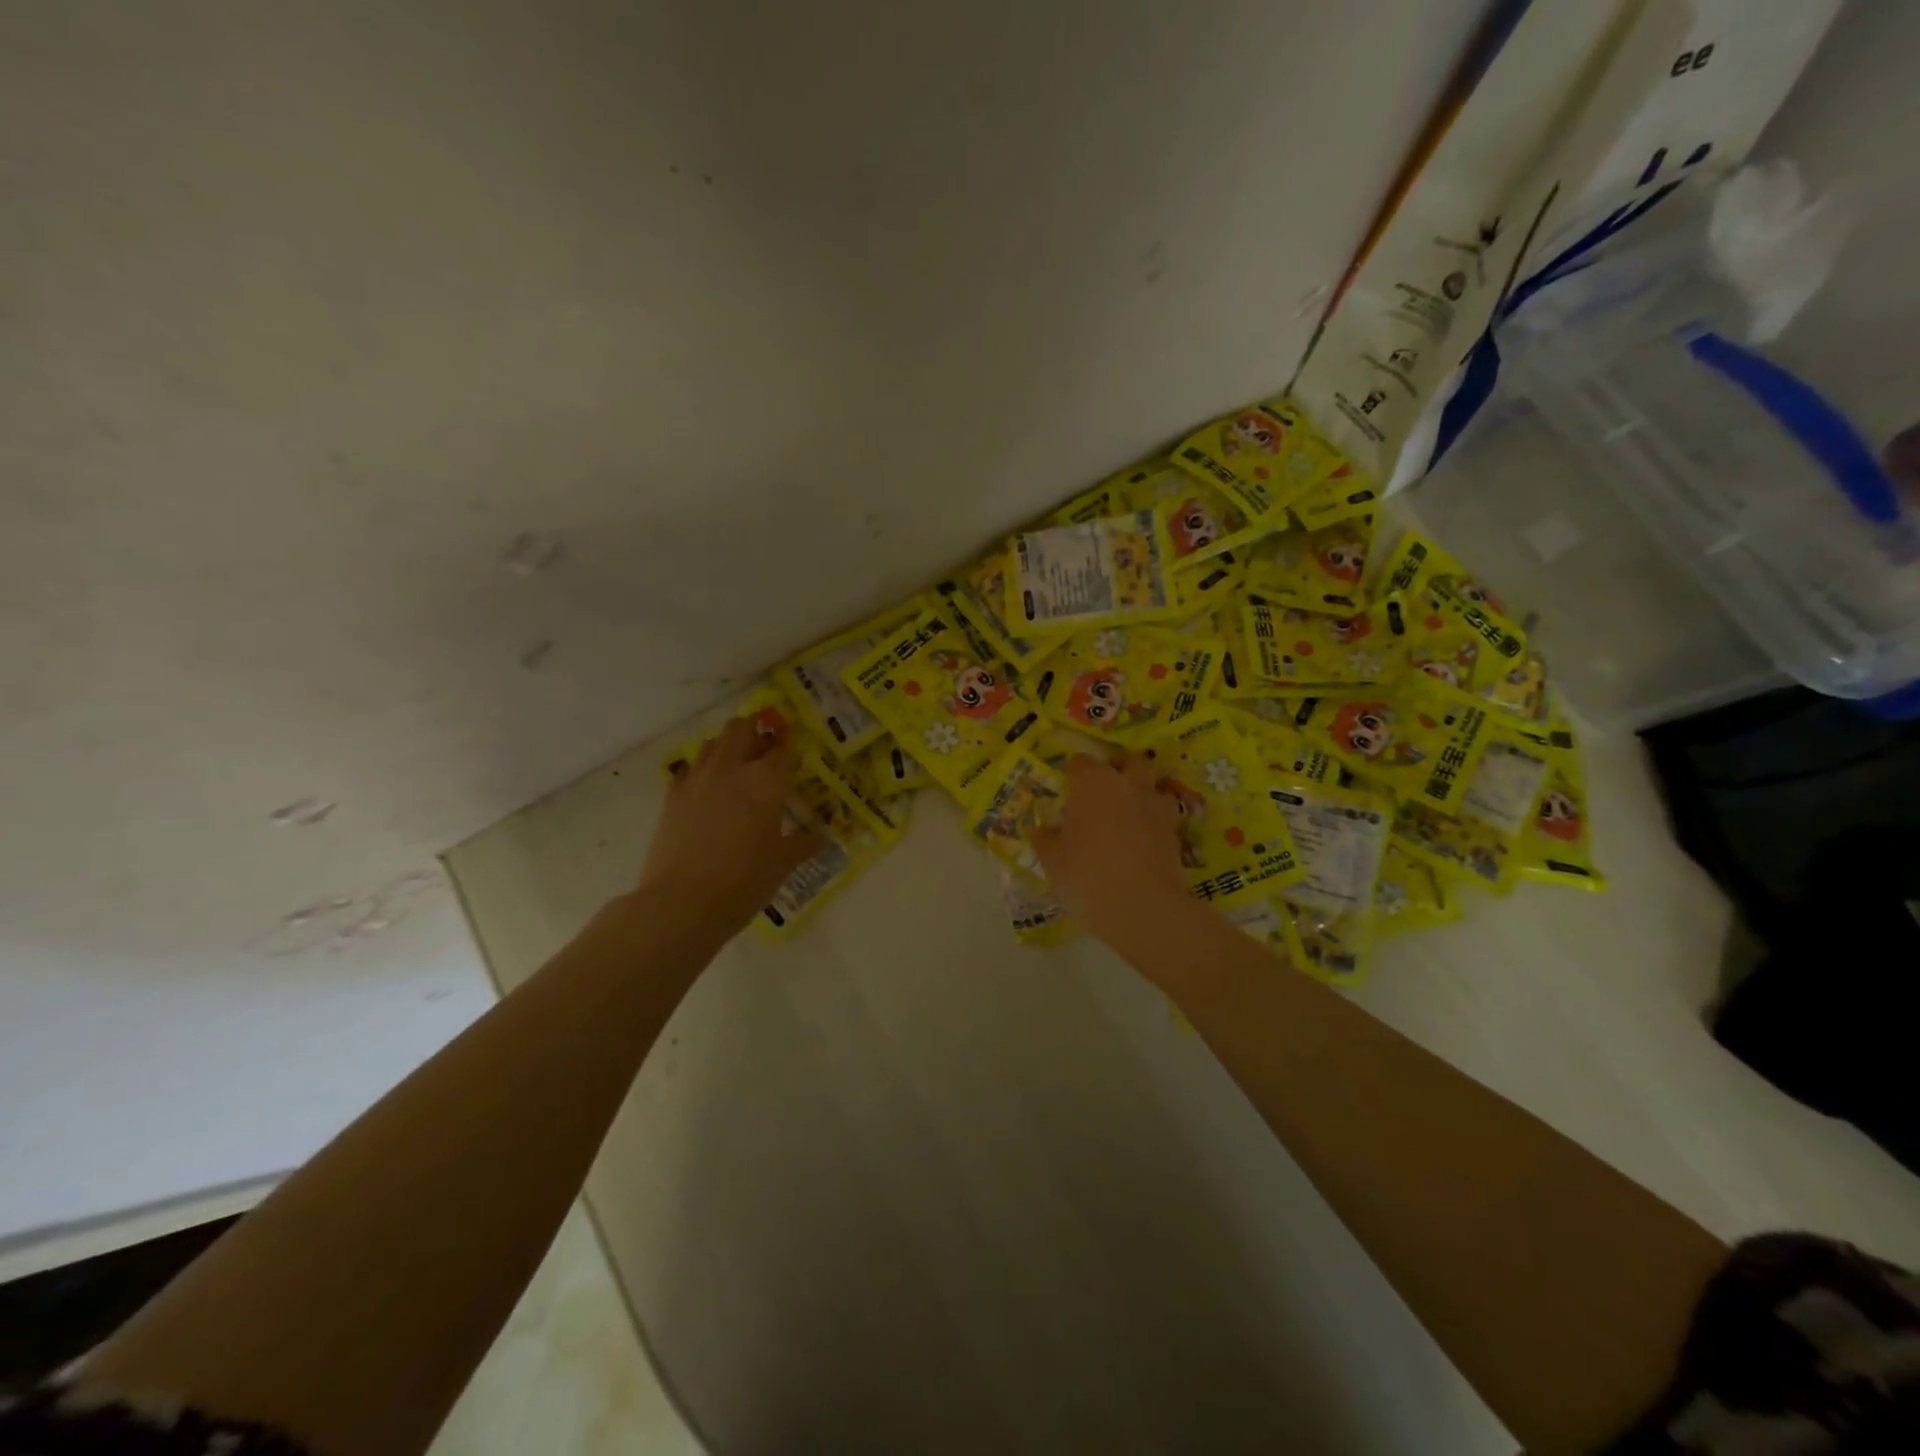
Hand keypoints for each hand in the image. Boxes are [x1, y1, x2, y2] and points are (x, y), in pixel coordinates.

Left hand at [640, 717, 821, 935]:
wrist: (682, 904)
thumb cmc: (744, 882)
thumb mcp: (782, 864)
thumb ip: (801, 845)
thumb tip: (817, 839)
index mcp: (766, 781)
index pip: (783, 750)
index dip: (791, 752)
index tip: (795, 762)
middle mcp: (731, 769)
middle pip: (741, 728)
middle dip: (755, 730)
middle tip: (764, 748)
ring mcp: (697, 779)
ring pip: (712, 743)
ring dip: (727, 747)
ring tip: (736, 768)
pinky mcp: (672, 796)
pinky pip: (690, 769)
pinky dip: (702, 771)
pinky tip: (708, 792)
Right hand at [1033, 753, 1189, 945]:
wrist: (1141, 908)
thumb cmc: (1086, 876)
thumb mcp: (1052, 861)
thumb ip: (1045, 839)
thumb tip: (1041, 830)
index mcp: (1092, 783)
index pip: (1079, 763)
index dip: (1072, 775)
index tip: (1066, 792)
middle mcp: (1127, 785)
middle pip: (1129, 762)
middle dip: (1120, 771)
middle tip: (1103, 795)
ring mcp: (1155, 807)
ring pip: (1154, 787)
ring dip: (1143, 796)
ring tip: (1129, 818)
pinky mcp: (1175, 833)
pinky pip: (1164, 818)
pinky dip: (1155, 824)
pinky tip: (1143, 844)